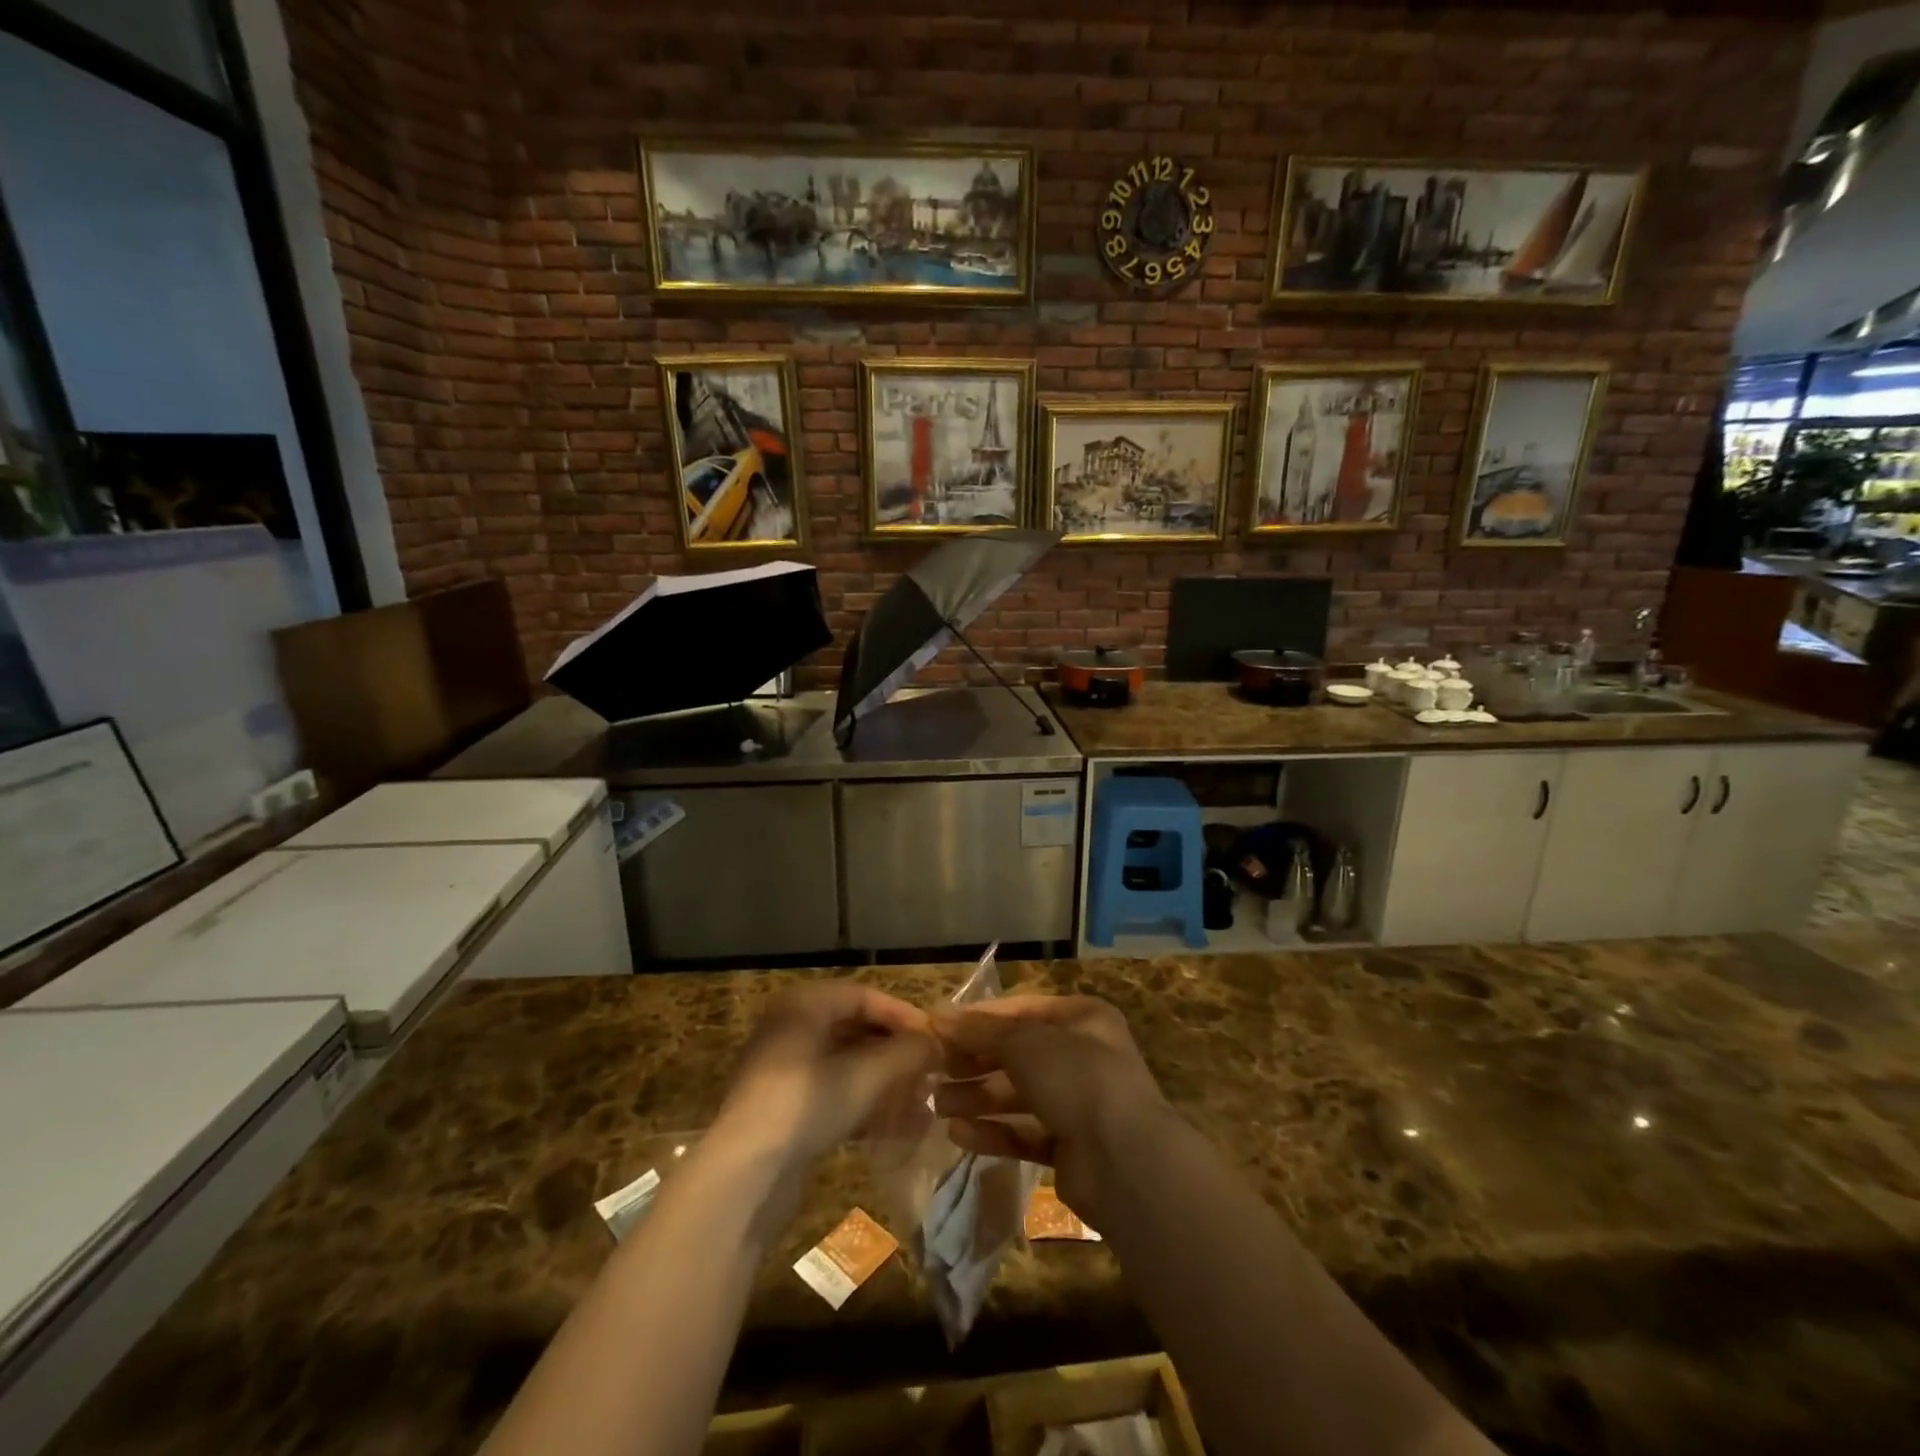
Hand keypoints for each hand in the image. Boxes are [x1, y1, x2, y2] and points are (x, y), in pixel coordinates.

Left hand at [717, 982, 936, 1174]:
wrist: (743, 1176)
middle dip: (894, 1049)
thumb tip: (935, 1043)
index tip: (935, 1038)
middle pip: (854, 1027)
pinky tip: (892, 1124)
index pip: (864, 996)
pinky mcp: (783, 1107)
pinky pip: (831, 1090)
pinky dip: (861, 1100)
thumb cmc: (806, 1105)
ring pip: (844, 1062)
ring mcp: (783, 1068)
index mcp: (803, 1004)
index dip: (903, 1015)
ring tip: (918, 1097)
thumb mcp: (865, 1076)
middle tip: (929, 1068)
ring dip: (882, 1078)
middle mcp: (790, 1027)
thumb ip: (906, 1053)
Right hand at [930, 995, 1171, 1225]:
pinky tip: (959, 1134)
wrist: (1126, 1162)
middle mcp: (1082, 1056)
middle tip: (933, 1070)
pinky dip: (994, 1132)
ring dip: (978, 1097)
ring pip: (1018, 1095)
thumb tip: (937, 1014)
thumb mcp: (1025, 1042)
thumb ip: (980, 1030)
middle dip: (974, 1061)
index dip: (979, 1018)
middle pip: (1017, 1053)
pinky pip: (1024, 1133)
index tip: (938, 1028)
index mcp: (1082, 1018)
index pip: (1021, 1010)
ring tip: (937, 1104)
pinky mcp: (1070, 1148)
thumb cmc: (1077, 1078)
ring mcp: (1078, 1104)